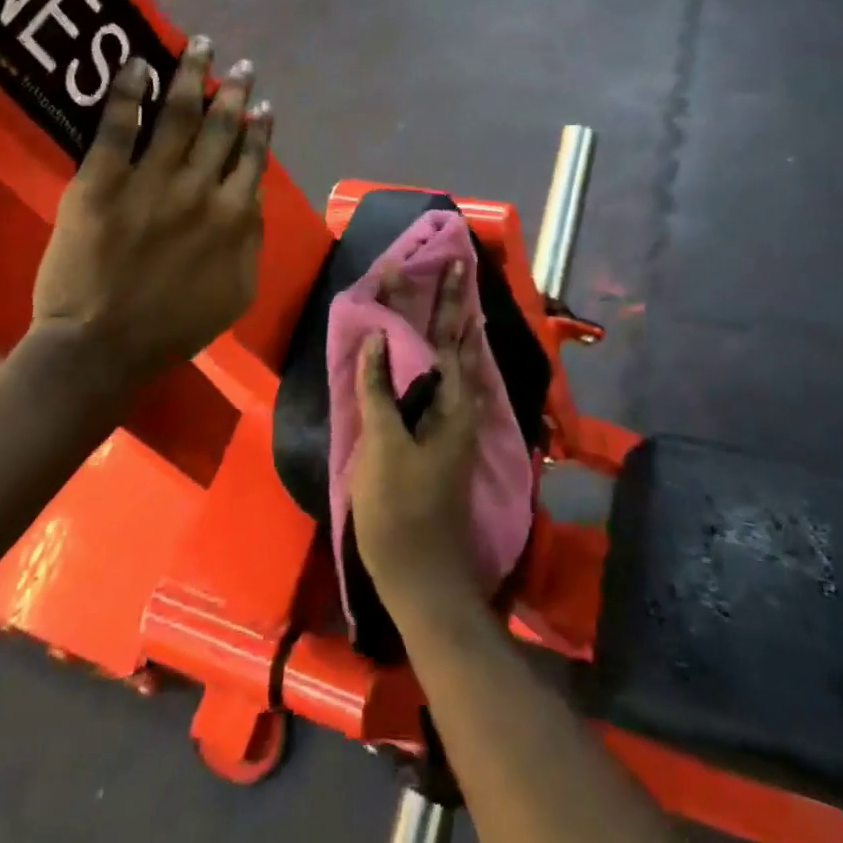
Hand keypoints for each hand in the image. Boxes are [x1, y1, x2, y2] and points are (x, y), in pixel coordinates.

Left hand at [29, 36, 271, 382]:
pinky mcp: (102, 181)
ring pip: (177, 114)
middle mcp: (198, 188)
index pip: (252, 158)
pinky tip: (138, 64)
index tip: (264, 105)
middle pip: (221, 126)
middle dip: (233, 90)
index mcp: (233, 216)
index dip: (260, 128)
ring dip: (191, 75)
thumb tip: (252, 197)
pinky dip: (128, 91)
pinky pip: (117, 126)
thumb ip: (251, 240)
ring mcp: (150, 180)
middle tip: (240, 64)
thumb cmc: (173, 327)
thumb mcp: (237, 291)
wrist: (102, 346)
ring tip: (200, 46)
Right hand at [348, 260, 489, 622]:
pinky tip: (440, 357)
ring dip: (454, 327)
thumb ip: (379, 390)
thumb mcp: (383, 448)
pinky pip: (450, 385)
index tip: (437, 263)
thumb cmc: (400, 512)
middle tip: (457, 267)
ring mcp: (458, 425)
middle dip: (454, 303)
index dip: (438, 297)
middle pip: (458, 342)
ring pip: (459, 363)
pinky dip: (446, 359)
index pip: (444, 335)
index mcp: (450, 402)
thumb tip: (379, 337)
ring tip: (454, 298)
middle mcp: (463, 406)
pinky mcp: (448, 442)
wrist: (426, 579)